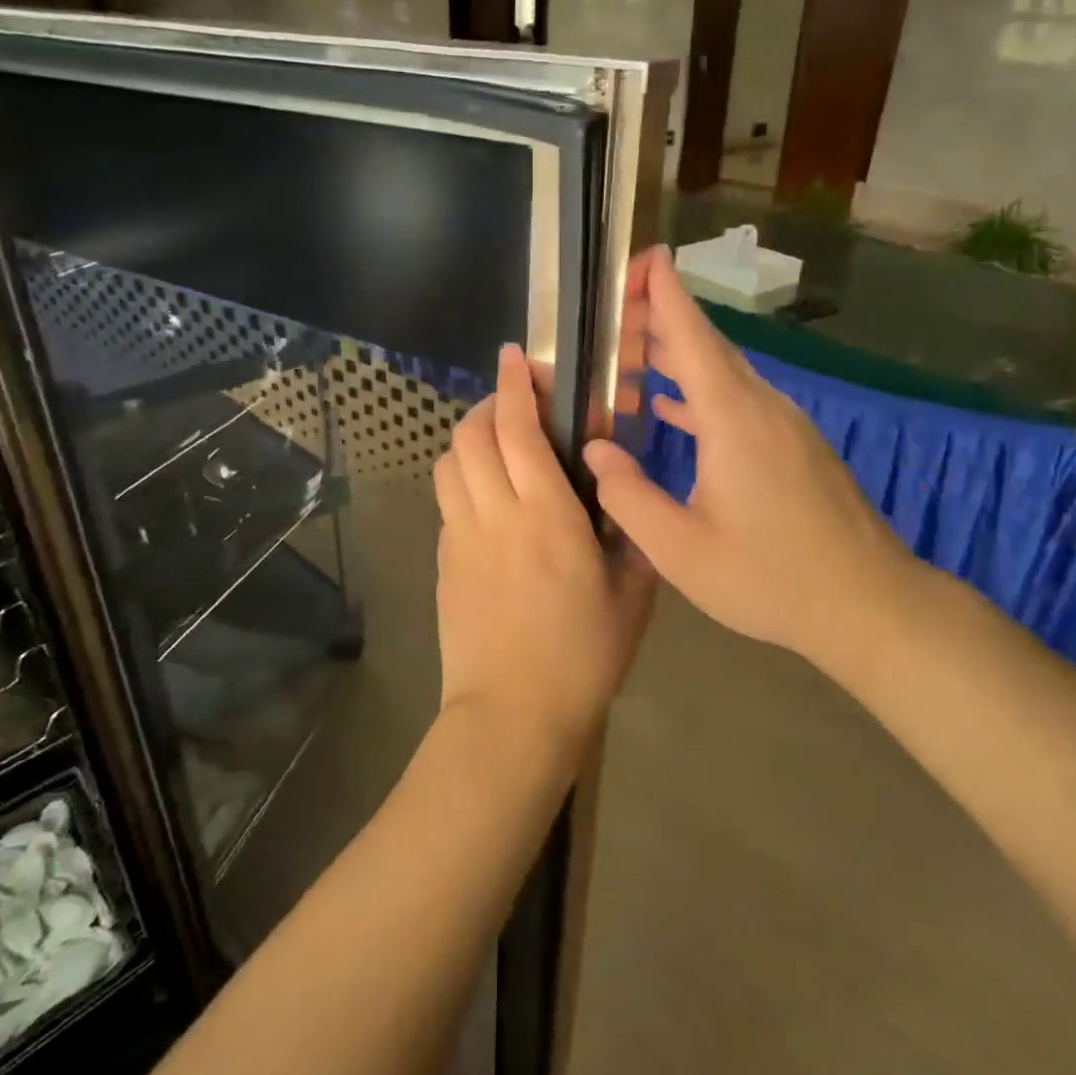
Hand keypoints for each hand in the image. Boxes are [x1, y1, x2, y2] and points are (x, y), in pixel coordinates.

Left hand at [433, 345, 654, 757]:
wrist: (513, 716)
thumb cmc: (583, 657)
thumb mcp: (632, 597)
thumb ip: (631, 540)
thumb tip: (623, 504)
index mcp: (547, 517)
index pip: (519, 431)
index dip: (515, 386)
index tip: (517, 357)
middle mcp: (495, 515)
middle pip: (471, 436)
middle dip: (489, 405)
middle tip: (515, 405)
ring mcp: (461, 538)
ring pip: (449, 464)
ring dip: (469, 441)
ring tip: (497, 446)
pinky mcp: (443, 563)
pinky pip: (448, 502)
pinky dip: (463, 481)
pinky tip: (488, 502)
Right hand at [583, 246, 918, 664]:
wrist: (870, 603)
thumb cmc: (771, 579)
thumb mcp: (681, 551)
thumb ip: (628, 497)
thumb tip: (594, 449)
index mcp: (733, 420)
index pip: (692, 337)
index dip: (666, 292)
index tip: (643, 256)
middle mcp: (762, 407)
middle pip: (707, 346)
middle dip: (663, 317)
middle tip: (617, 304)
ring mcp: (785, 425)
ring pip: (724, 374)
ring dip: (679, 357)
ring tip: (633, 350)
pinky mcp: (796, 446)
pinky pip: (739, 401)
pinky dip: (701, 393)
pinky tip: (674, 409)